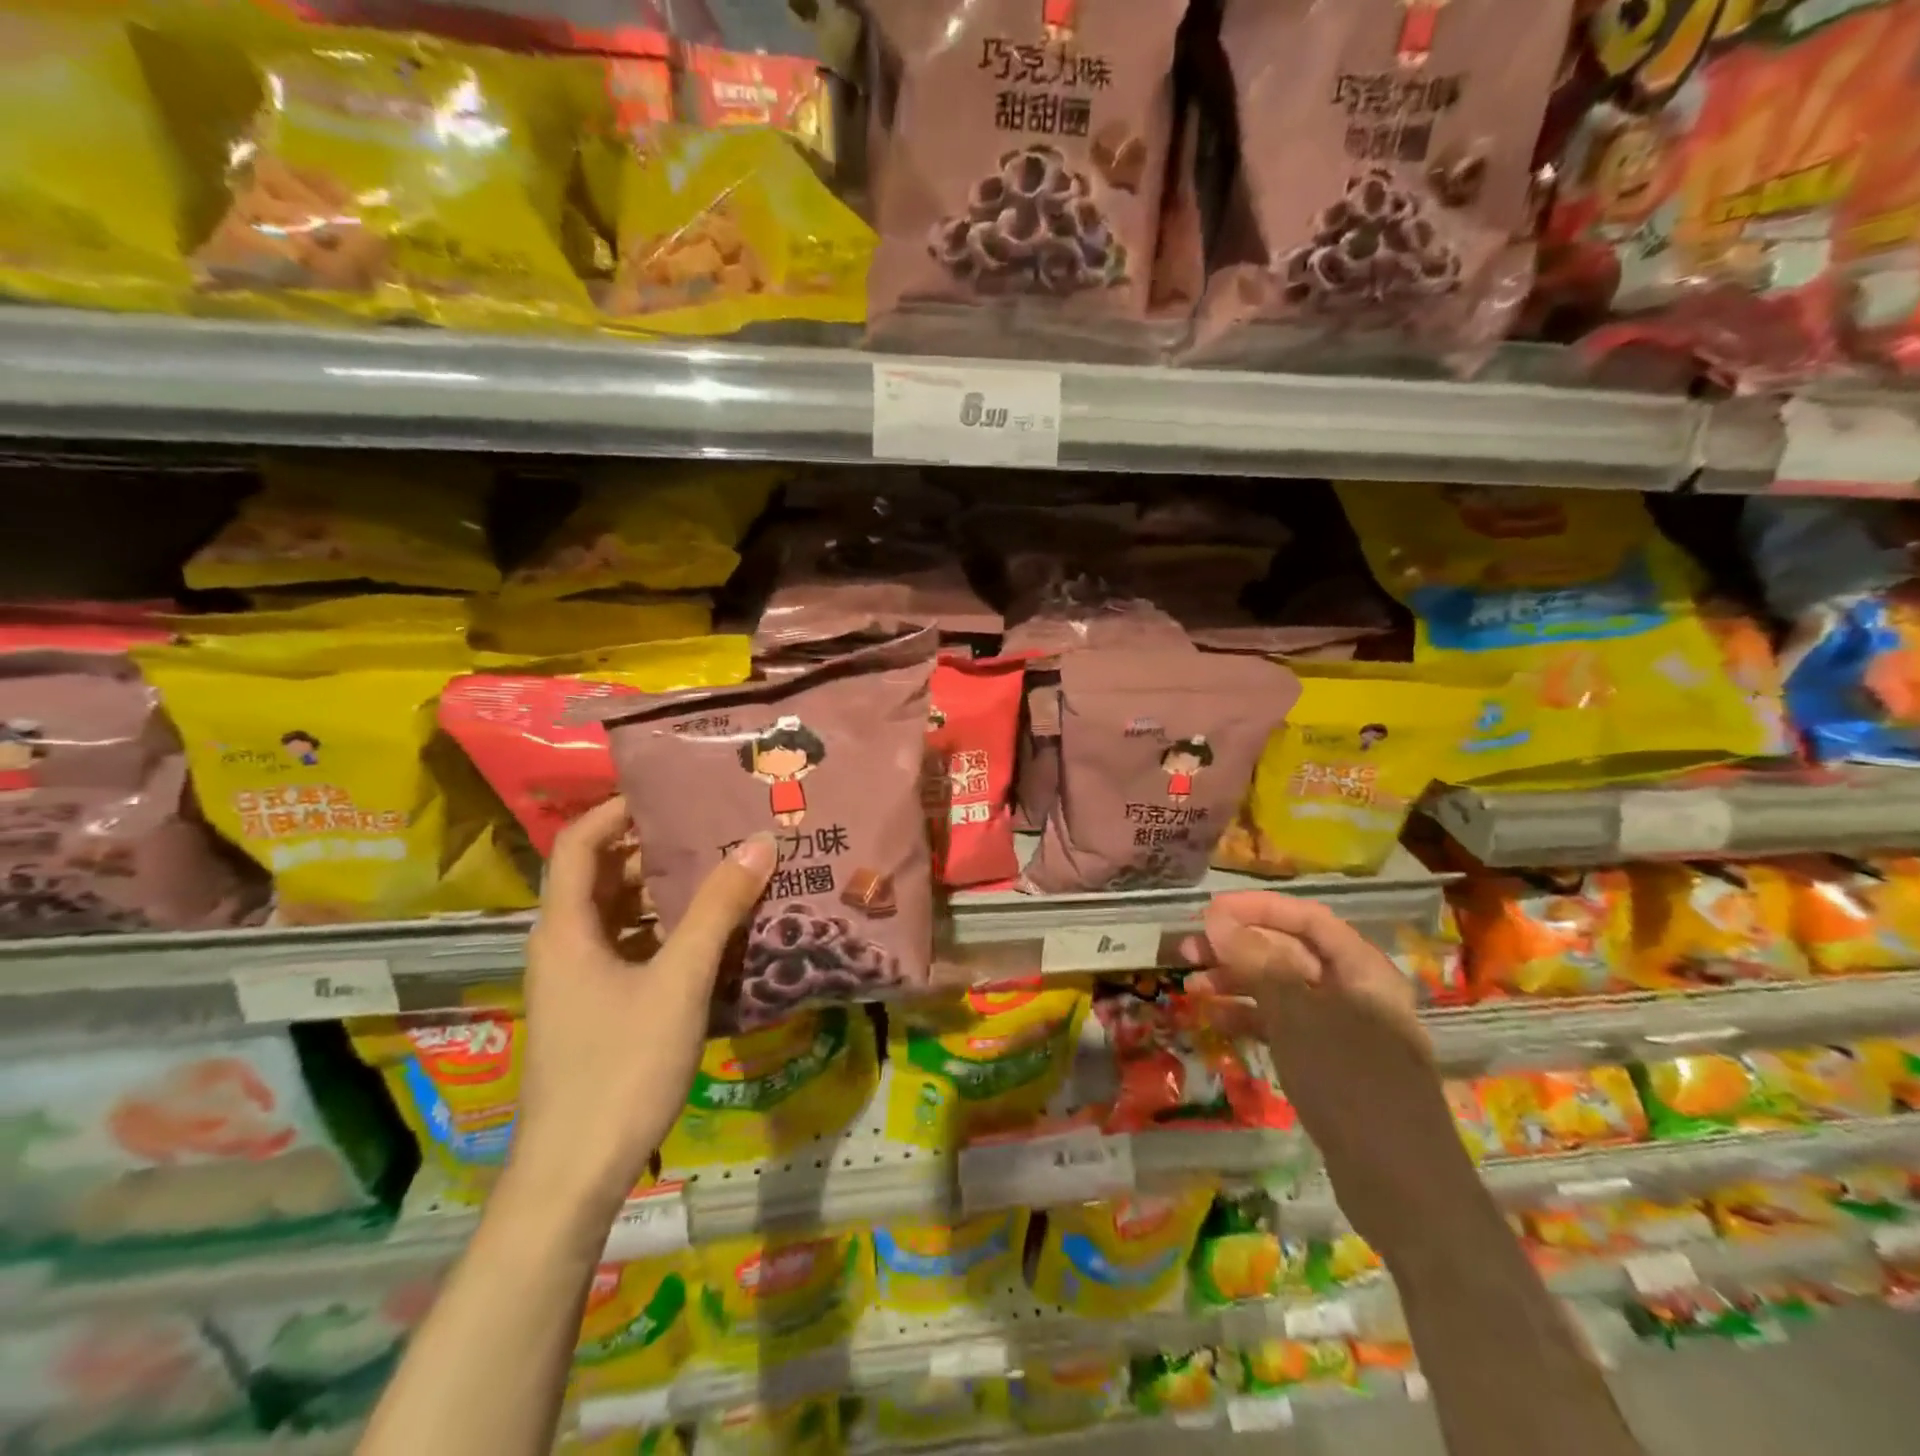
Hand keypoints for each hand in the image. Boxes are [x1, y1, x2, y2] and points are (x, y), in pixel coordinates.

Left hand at [510, 796, 775, 1213]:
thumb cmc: (620, 1067)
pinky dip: (667, 931)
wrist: (574, 1174)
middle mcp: (564, 945)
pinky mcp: (598, 1009)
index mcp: (566, 928)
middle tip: (715, 828)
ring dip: (666, 891)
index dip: (619, 810)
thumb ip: (718, 910)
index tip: (673, 794)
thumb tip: (759, 843)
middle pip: (604, 874)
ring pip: (620, 914)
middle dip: (656, 848)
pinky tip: (714, 935)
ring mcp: (579, 980)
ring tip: (725, 871)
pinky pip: (632, 949)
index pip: (580, 842)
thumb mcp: (678, 981)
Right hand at [1184, 891, 1465, 1246]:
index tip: (1209, 911)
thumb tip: (1216, 918)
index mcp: (1362, 970)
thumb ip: (1256, 961)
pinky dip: (1251, 1019)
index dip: (1258, 908)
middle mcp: (1355, 992)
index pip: (1307, 918)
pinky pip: (1284, 1027)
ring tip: (1192, 987)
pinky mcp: (1330, 1065)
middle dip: (1238, 947)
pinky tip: (1216, 1020)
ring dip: (1237, 983)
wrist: (1403, 1188)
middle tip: (1189, 950)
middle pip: (1291, 953)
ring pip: (1282, 991)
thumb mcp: (1297, 1015)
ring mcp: (1343, 1031)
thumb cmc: (1351, 1083)